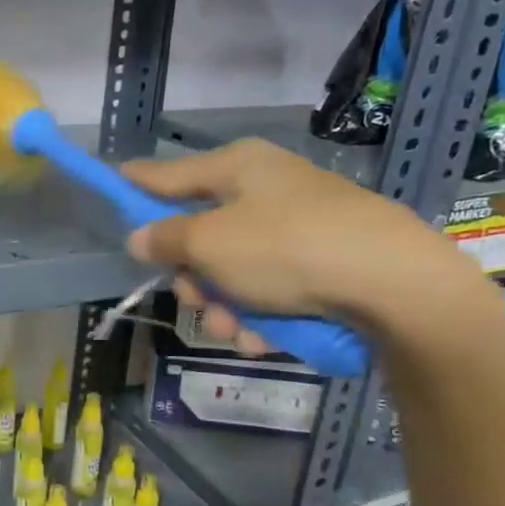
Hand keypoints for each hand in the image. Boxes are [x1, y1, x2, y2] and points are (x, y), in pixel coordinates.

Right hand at [119, 138, 476, 353]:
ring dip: (225, 307)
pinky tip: (266, 337)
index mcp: (237, 168)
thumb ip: (165, 239)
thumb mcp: (210, 243)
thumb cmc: (286, 249)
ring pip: (233, 271)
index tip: (109, 184)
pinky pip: (270, 288)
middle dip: (194, 278)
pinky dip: (261, 314)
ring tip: (238, 332)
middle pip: (200, 234)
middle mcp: (265, 190)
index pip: (167, 173)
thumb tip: (139, 236)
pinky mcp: (321, 261)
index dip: (135, 184)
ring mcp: (296, 226)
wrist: (395, 284)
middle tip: (196, 300)